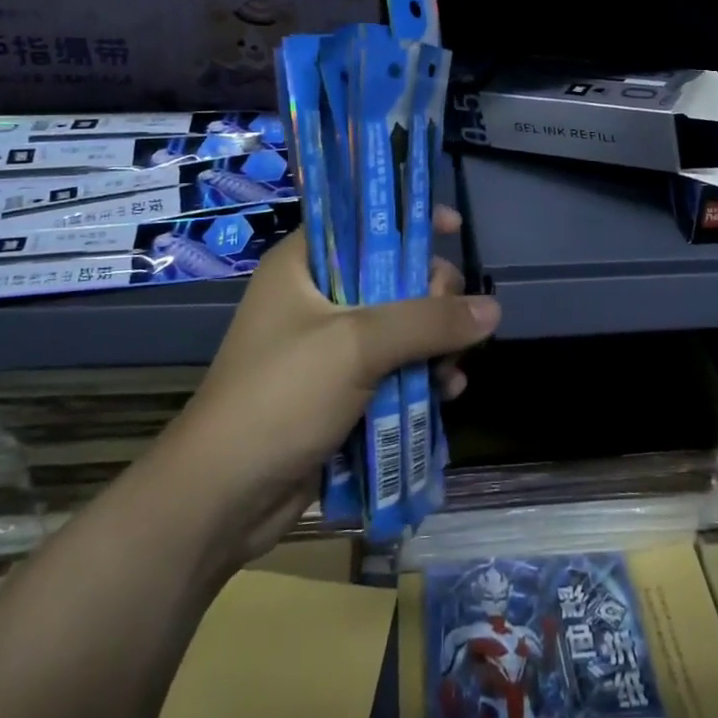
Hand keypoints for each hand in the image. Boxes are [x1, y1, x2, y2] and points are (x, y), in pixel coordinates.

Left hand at [169, 205, 498, 566]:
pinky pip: (393, 369)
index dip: (408, 220)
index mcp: (302, 265)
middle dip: (432, 298)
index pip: (361, 220)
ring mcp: (327, 347)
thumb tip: (493, 308)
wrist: (223, 498)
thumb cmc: (281, 397)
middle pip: (391, 276)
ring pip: (399, 327)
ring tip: (453, 371)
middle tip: (456, 321)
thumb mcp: (358, 345)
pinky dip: (421, 377)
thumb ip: (428, 321)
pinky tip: (446, 395)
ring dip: (434, 345)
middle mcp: (315, 297)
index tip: (454, 229)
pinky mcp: (339, 390)